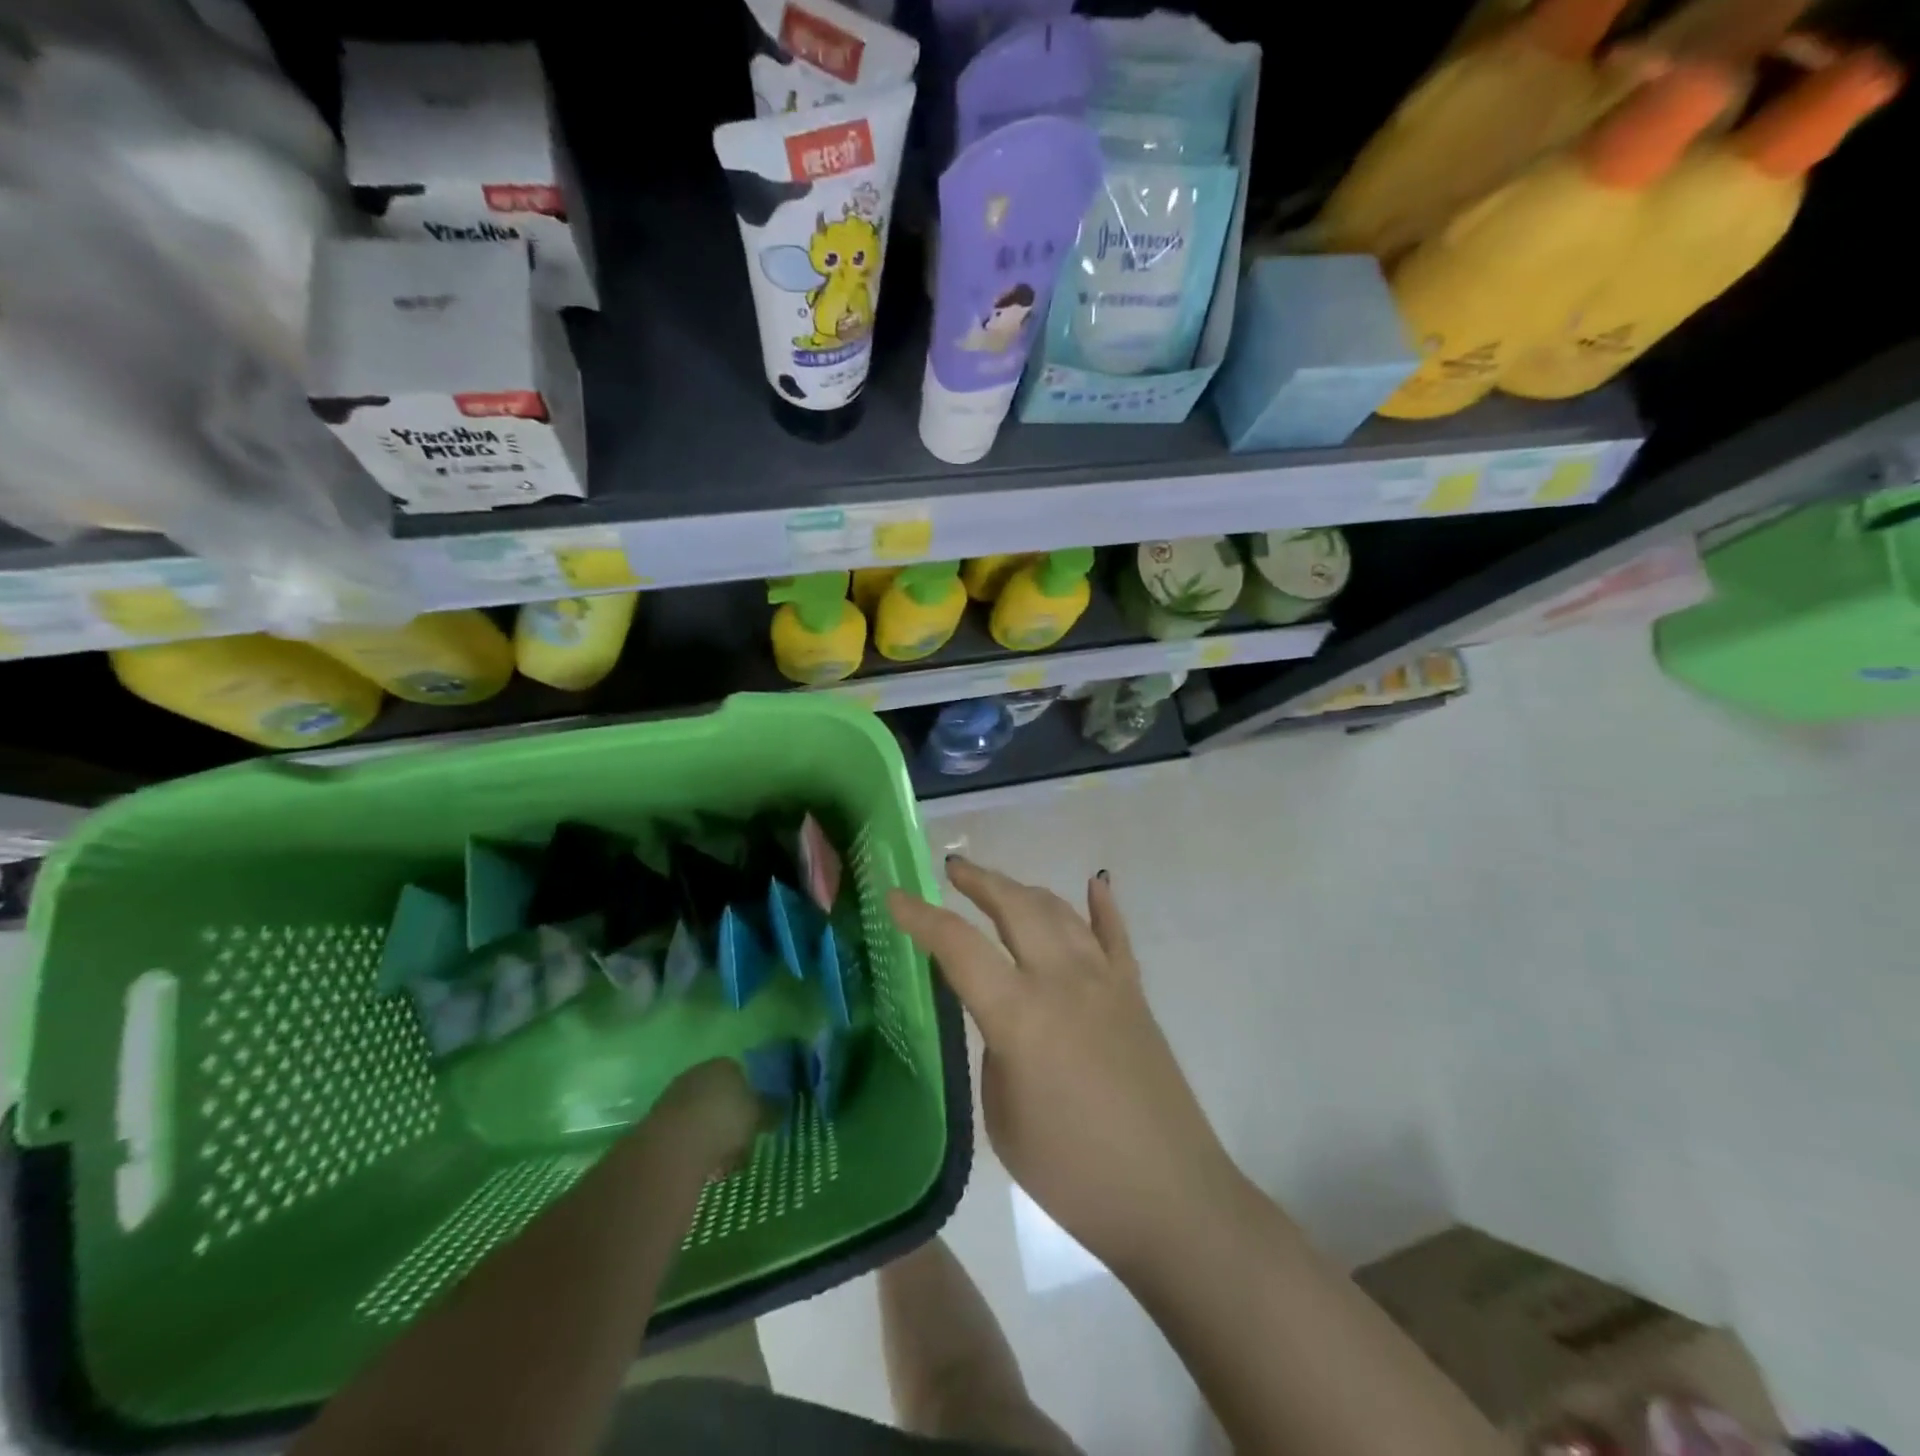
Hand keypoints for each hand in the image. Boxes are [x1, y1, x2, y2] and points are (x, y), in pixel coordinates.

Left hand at [650, 1059, 767, 1174]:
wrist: (673, 1145)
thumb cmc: (724, 1121)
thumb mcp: (758, 1115)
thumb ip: (771, 1110)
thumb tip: (782, 1107)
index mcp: (725, 1064)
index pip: (741, 1076)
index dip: (750, 1100)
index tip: (755, 1124)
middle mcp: (698, 1073)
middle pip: (719, 1097)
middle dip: (729, 1120)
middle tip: (741, 1146)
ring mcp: (674, 1096)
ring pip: (701, 1117)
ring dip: (711, 1137)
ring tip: (722, 1165)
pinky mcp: (656, 1123)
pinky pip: (683, 1135)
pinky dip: (693, 1149)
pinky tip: (701, 1169)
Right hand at [888, 859, 1236, 1267]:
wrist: (1169, 1198)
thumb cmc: (1072, 1173)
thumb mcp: (1002, 1116)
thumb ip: (994, 1049)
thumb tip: (1001, 1016)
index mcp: (1019, 1014)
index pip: (958, 946)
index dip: (920, 916)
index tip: (894, 895)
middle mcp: (1062, 979)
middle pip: (1015, 906)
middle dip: (979, 881)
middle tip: (952, 870)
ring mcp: (1105, 980)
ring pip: (1060, 911)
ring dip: (1024, 890)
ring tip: (1000, 886)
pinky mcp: (1135, 994)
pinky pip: (1116, 935)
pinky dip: (1102, 906)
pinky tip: (1094, 884)